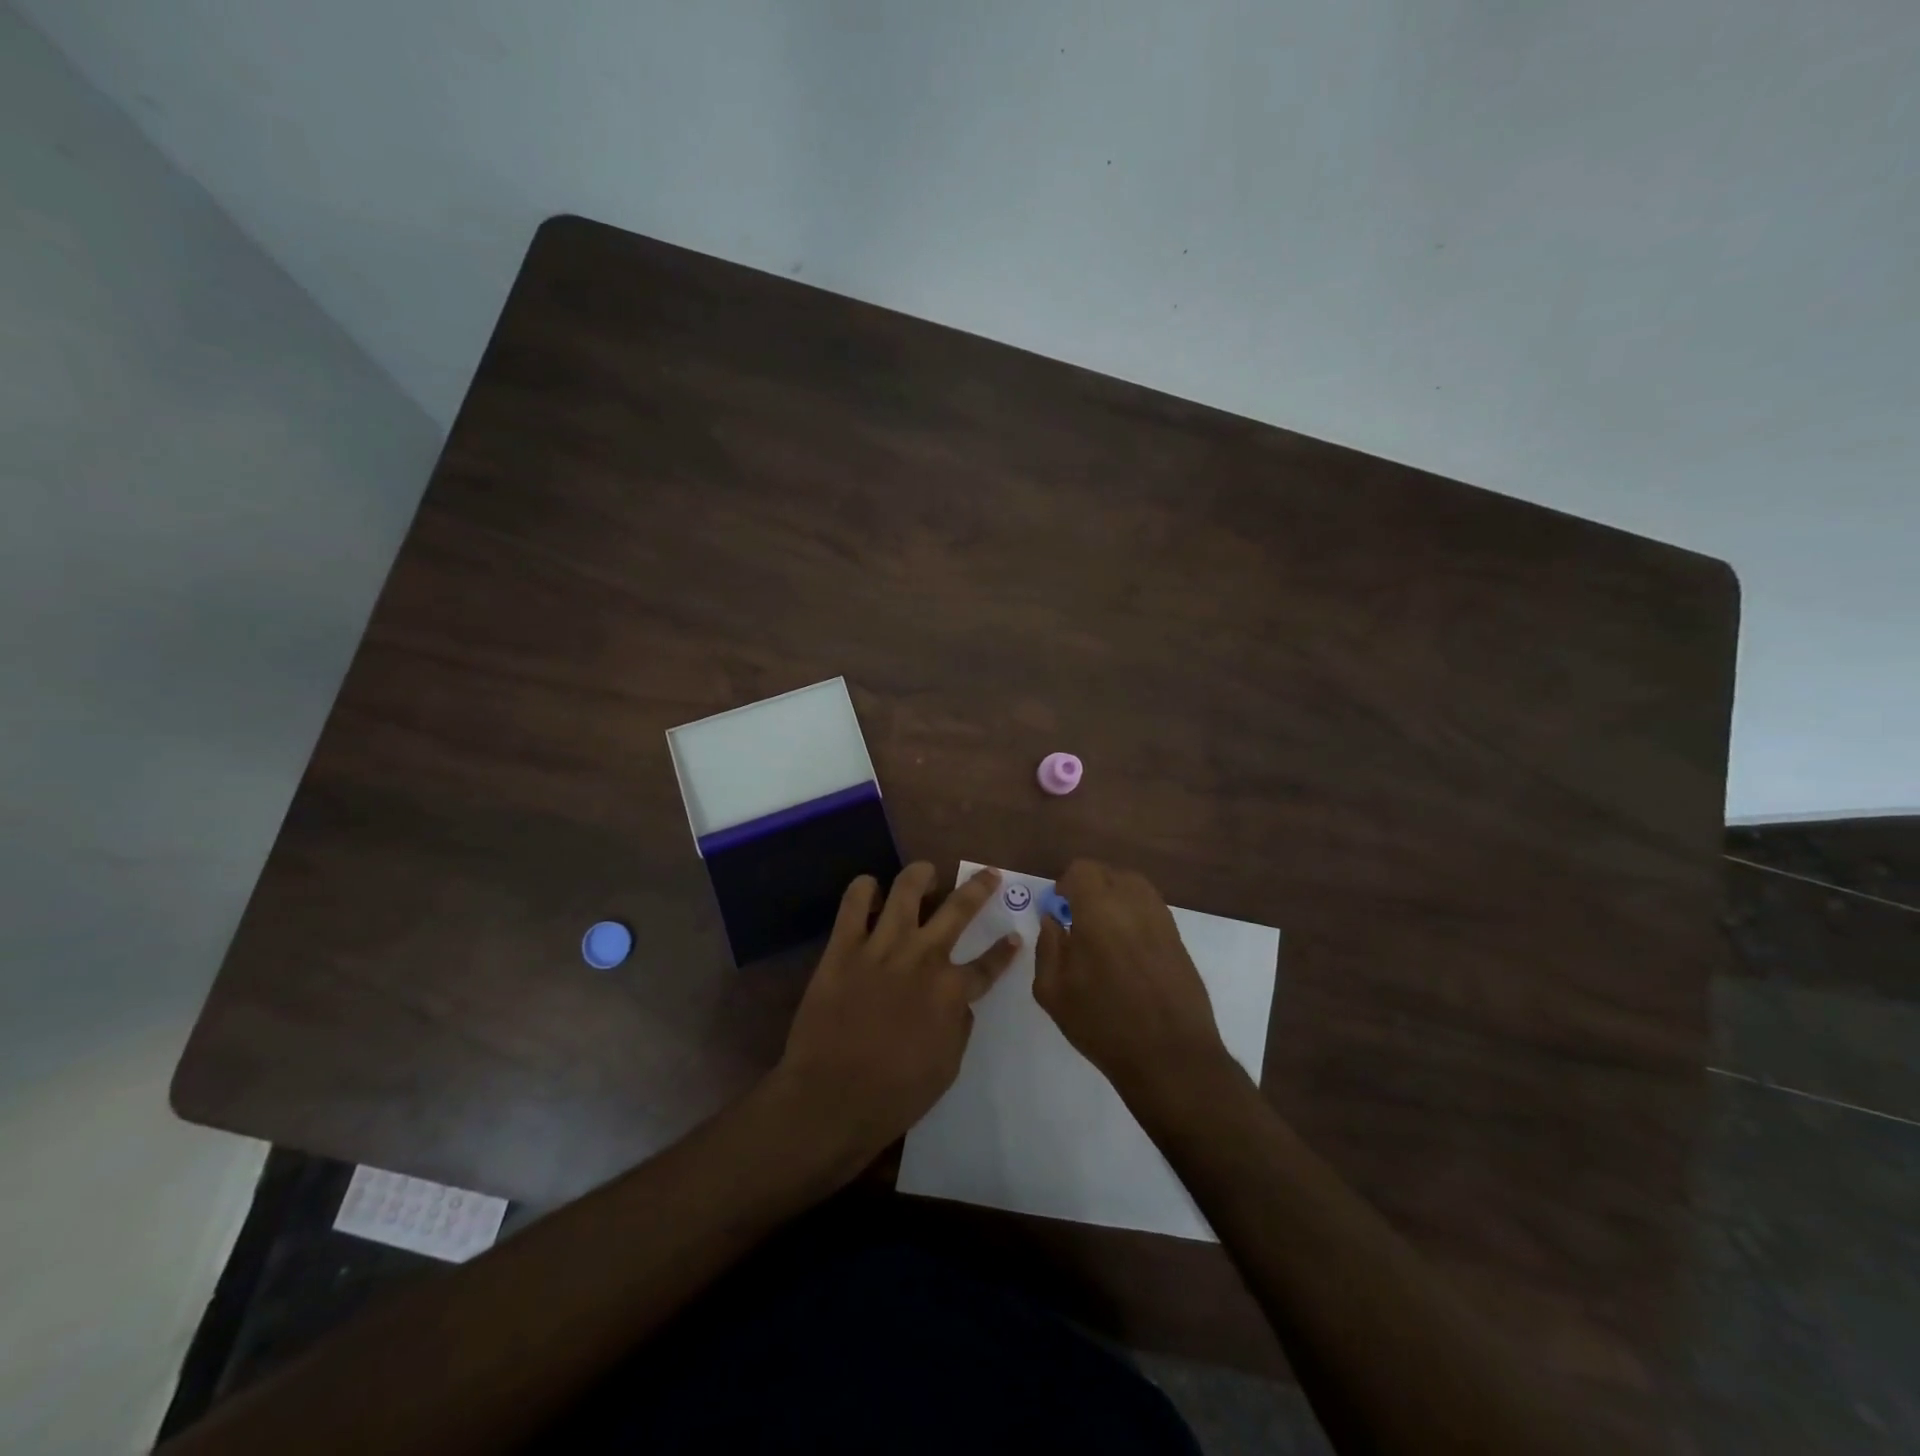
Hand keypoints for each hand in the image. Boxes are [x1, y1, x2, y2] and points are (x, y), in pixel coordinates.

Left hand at [774, 862, 1019, 1167]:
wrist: (831, 1097)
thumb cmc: (894, 1094)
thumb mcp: (946, 1068)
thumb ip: (958, 1027)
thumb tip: (959, 1002)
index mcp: (951, 991)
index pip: (988, 965)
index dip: (1004, 951)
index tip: (1015, 937)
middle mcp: (923, 957)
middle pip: (958, 910)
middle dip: (979, 888)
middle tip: (988, 875)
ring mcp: (882, 947)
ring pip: (906, 890)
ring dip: (921, 875)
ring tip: (926, 872)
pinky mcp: (843, 947)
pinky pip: (853, 903)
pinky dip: (863, 889)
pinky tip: (870, 888)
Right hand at [1034, 859, 1232, 1110]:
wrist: (1170, 1056)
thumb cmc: (1103, 1023)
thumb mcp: (1053, 991)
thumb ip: (1047, 947)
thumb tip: (1052, 920)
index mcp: (1099, 909)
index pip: (1082, 870)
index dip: (1066, 885)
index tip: (1059, 910)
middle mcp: (1134, 903)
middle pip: (1109, 873)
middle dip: (1090, 888)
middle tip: (1078, 920)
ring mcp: (1162, 919)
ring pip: (1134, 887)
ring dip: (1115, 898)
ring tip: (1104, 932)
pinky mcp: (1179, 939)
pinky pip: (1151, 909)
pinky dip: (1135, 915)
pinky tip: (1127, 949)